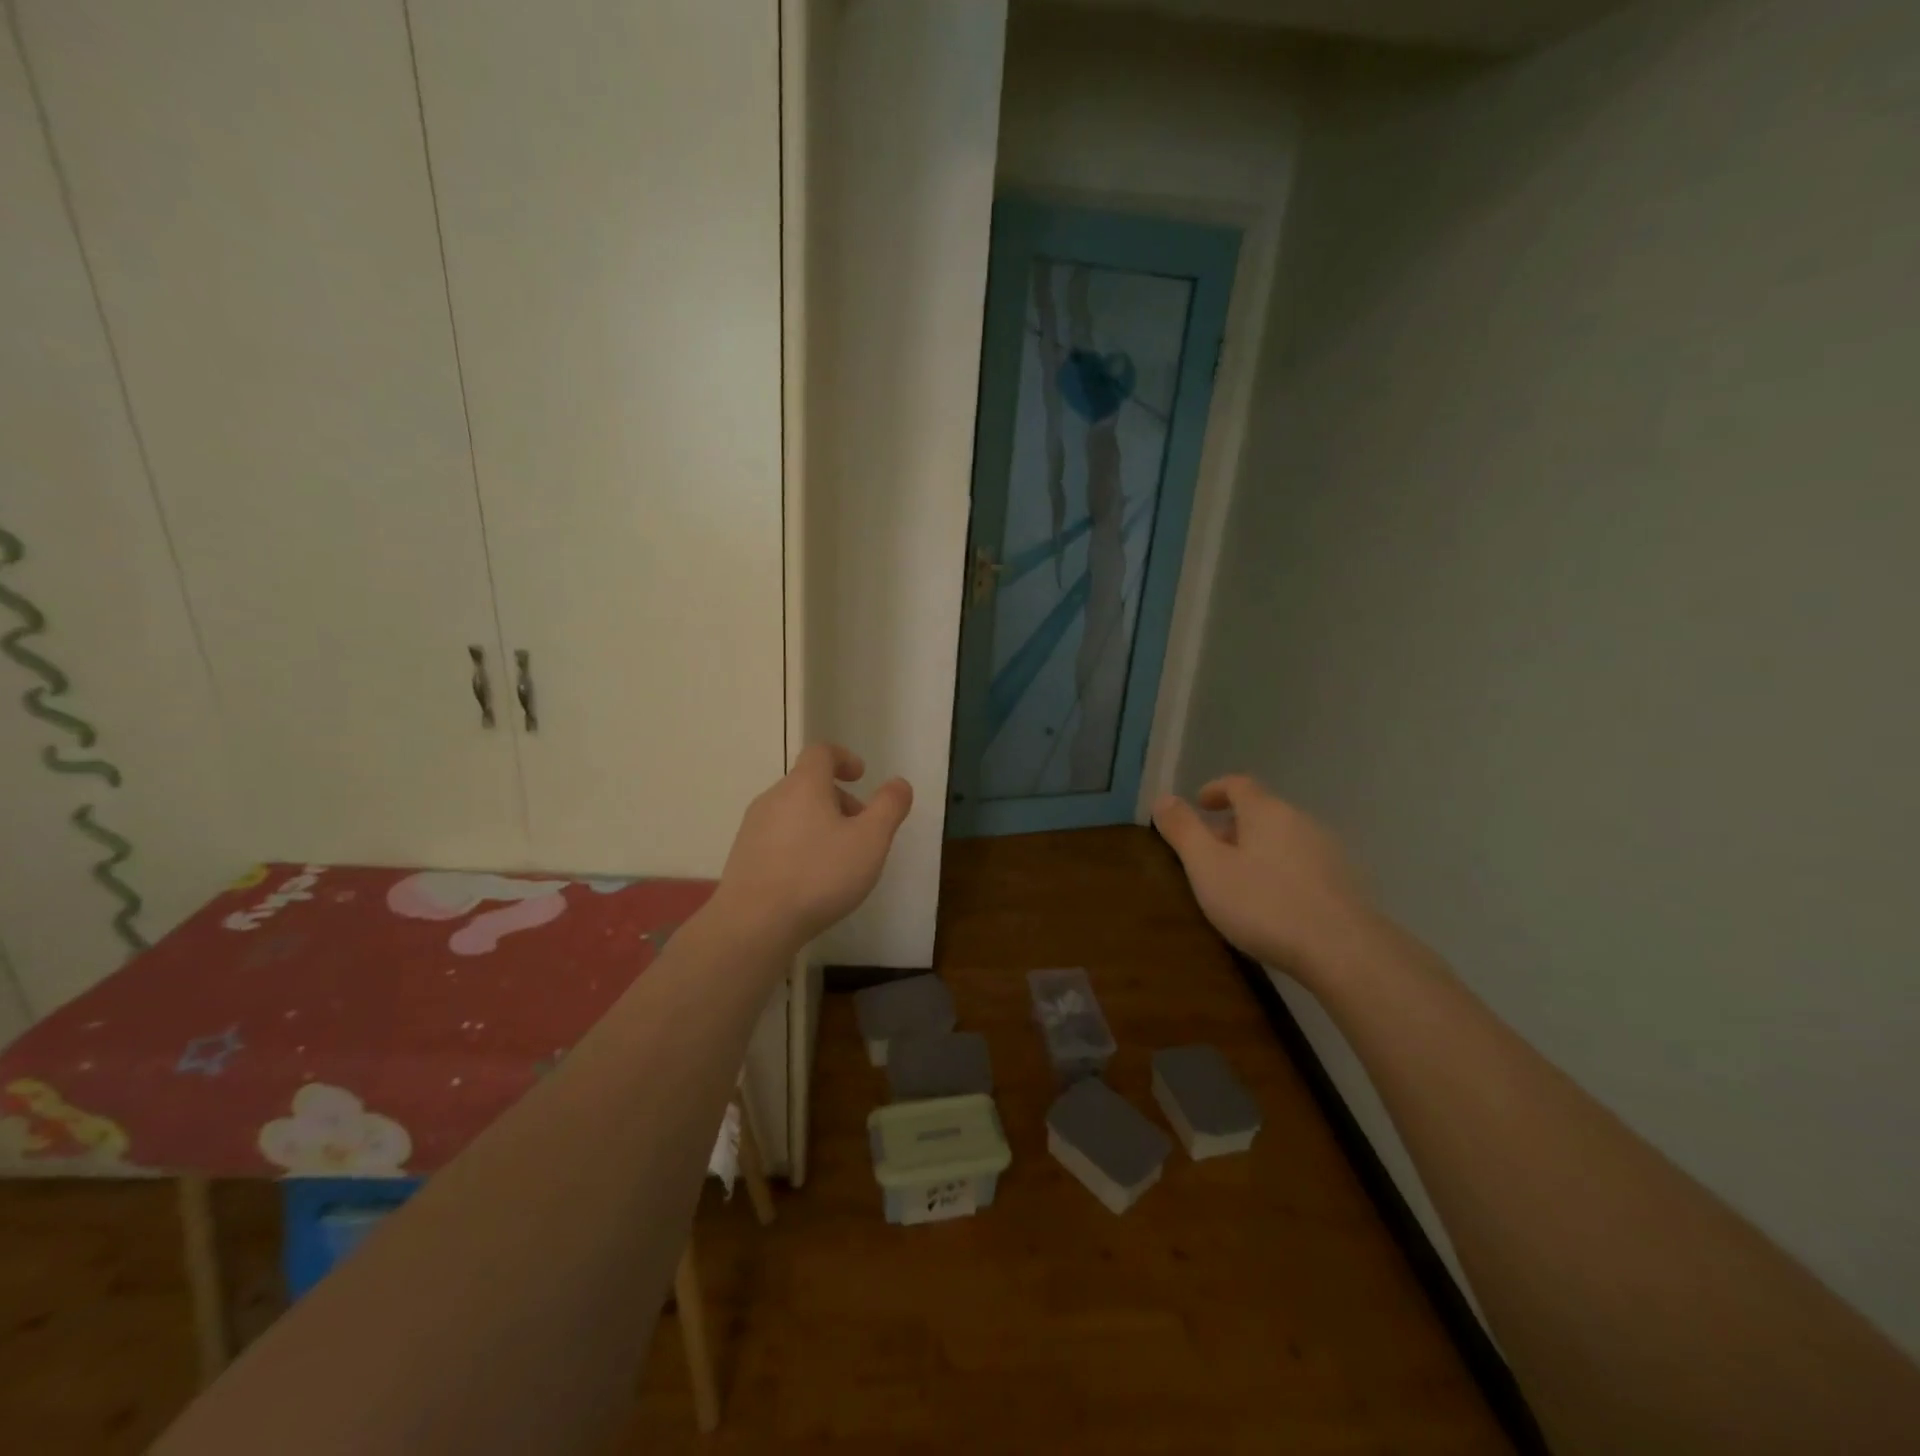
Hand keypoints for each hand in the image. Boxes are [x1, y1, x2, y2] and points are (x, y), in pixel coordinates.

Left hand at [714, 743, 912, 952]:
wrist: (753, 924)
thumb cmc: (819, 875)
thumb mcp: (870, 841)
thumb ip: (889, 807)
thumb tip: (898, 783)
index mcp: (804, 785)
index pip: (821, 752)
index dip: (844, 758)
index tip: (861, 776)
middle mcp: (773, 798)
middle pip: (808, 783)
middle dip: (838, 799)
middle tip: (861, 828)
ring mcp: (753, 828)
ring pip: (792, 812)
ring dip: (819, 823)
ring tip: (839, 858)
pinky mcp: (743, 857)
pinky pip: (777, 837)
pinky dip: (799, 844)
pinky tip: (810, 879)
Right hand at [1153, 775, 1377, 983]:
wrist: (1344, 951)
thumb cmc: (1264, 903)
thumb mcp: (1208, 868)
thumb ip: (1183, 831)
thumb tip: (1163, 799)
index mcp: (1266, 811)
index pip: (1239, 784)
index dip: (1215, 790)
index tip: (1198, 804)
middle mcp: (1301, 821)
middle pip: (1261, 812)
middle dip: (1232, 826)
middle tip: (1208, 852)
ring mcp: (1327, 852)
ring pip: (1282, 839)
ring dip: (1256, 851)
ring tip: (1236, 881)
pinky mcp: (1344, 883)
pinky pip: (1301, 865)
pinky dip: (1279, 872)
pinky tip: (1271, 904)